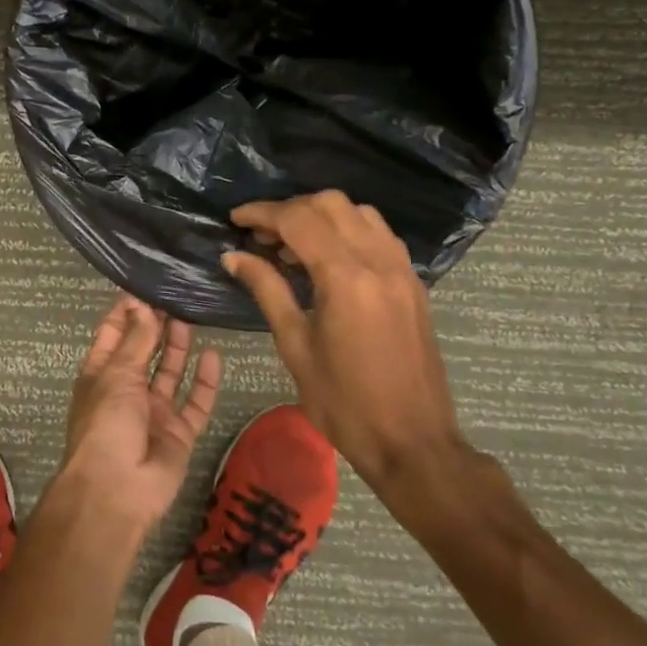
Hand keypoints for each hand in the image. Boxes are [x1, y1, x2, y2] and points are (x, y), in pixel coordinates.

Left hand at [57, 295, 221, 535]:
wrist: (118, 491)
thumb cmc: (106, 424)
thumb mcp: (117, 374)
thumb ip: (135, 340)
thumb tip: (140, 304)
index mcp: (101, 376)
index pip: (112, 336)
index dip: (125, 313)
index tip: (143, 287)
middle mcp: (127, 391)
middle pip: (144, 352)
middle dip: (156, 326)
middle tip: (175, 298)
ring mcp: (154, 413)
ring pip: (170, 374)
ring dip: (178, 348)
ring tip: (191, 317)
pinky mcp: (179, 433)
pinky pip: (195, 403)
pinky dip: (204, 382)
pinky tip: (214, 356)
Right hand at [222, 191, 458, 485]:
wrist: (412, 441)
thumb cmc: (343, 401)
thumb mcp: (295, 345)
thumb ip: (267, 290)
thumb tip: (233, 256)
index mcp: (345, 277)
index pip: (298, 220)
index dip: (262, 213)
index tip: (235, 219)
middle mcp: (378, 261)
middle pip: (330, 204)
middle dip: (290, 209)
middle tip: (263, 237)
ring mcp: (401, 269)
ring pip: (359, 212)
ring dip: (321, 216)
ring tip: (293, 247)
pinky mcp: (413, 283)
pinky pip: (379, 234)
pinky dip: (349, 230)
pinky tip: (329, 259)